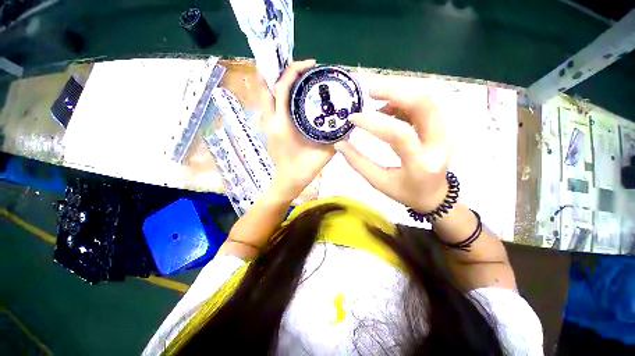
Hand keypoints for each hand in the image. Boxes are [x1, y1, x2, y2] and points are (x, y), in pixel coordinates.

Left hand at [260, 60, 335, 199]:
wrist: (289, 180)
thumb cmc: (305, 168)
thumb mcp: (325, 152)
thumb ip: (337, 137)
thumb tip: (349, 122)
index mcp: (283, 125)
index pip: (282, 88)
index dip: (293, 70)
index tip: (311, 64)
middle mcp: (271, 120)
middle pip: (267, 85)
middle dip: (280, 69)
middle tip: (301, 67)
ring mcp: (267, 123)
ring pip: (265, 93)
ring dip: (278, 79)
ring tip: (297, 75)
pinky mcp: (269, 126)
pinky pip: (270, 103)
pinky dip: (278, 92)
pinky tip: (292, 93)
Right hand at [334, 86, 450, 212]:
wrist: (434, 195)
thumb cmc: (405, 192)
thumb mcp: (378, 182)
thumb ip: (358, 162)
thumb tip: (340, 144)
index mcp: (420, 163)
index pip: (399, 134)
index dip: (373, 122)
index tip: (353, 118)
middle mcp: (438, 144)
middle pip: (423, 105)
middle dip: (395, 91)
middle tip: (370, 91)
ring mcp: (444, 133)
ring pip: (424, 101)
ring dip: (398, 95)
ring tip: (376, 102)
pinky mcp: (441, 128)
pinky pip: (422, 107)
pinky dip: (403, 103)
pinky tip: (388, 110)